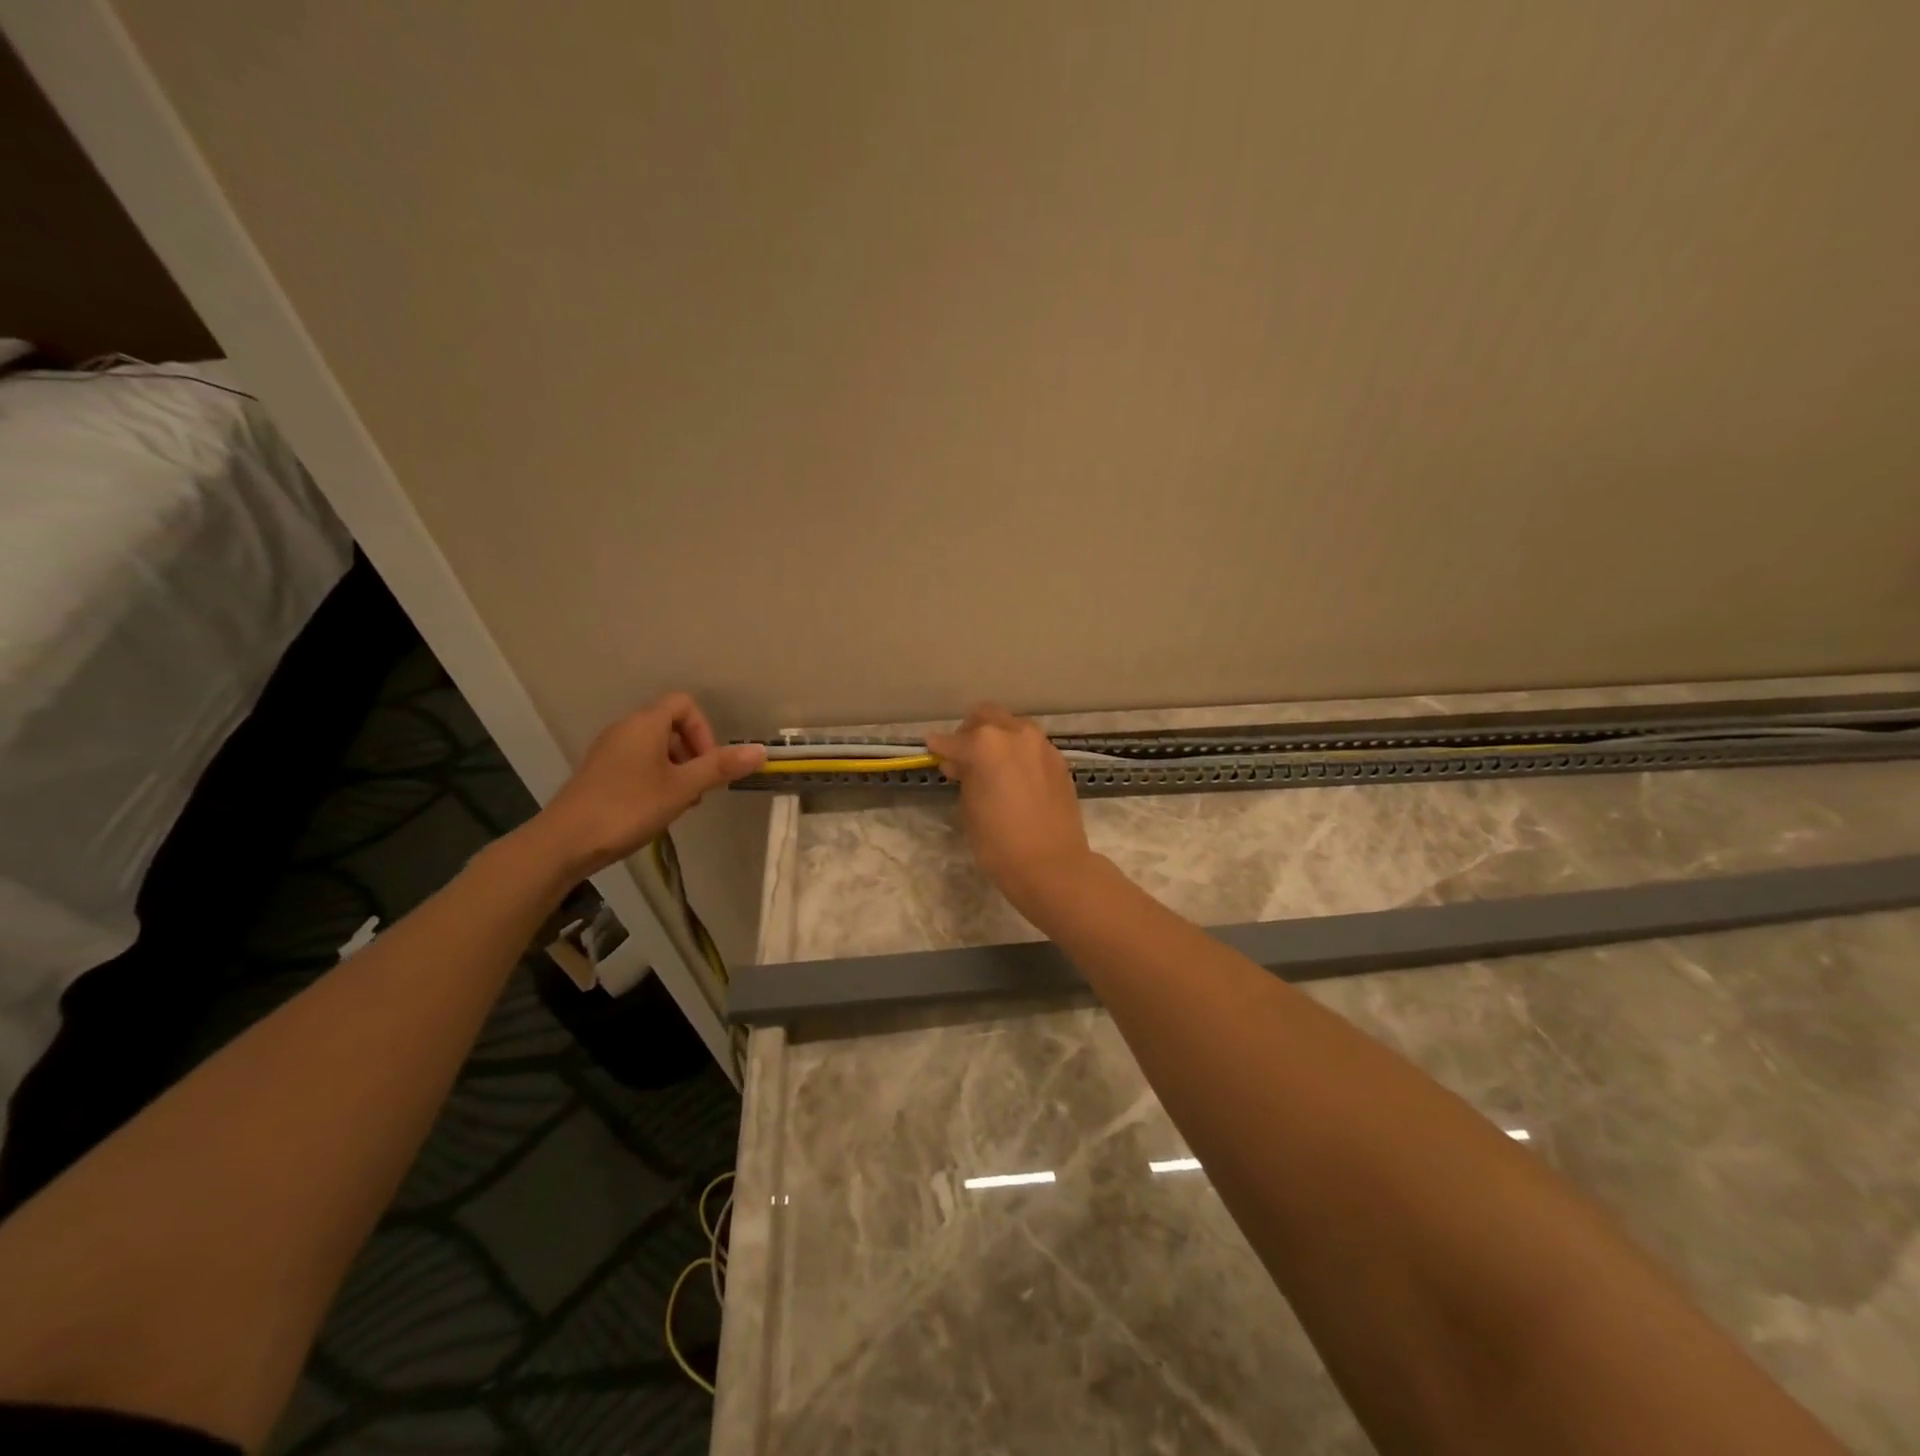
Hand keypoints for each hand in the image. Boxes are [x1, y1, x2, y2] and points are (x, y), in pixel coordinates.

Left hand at [524, 693, 765, 880]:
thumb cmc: (628, 807)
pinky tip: (655, 809)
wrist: (565, 842)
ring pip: (655, 747)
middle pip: (670, 726)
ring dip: (677, 770)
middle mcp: (625, 729)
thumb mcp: (682, 788)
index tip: (707, 764)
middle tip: (698, 789)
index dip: (703, 730)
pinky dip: (655, 778)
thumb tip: (761, 751)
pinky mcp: (599, 772)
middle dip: (693, 754)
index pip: (684, 704)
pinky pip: (637, 762)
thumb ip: (720, 767)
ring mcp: (609, 751)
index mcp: (645, 724)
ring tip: (679, 804)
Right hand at [926, 703, 1095, 915]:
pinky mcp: (1058, 760)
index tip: (932, 751)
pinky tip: (1014, 777)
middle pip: (985, 716)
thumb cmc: (999, 842)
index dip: (939, 747)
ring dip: (997, 738)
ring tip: (990, 767)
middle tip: (963, 758)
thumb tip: (960, 763)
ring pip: (1012, 726)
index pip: (952, 740)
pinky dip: (1018, 752)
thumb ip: (964, 775)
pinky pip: (1031, 745)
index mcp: (986, 743)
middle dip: (970, 732)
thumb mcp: (969, 807)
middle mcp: (1015, 733)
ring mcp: (1041, 744)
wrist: (1051, 864)